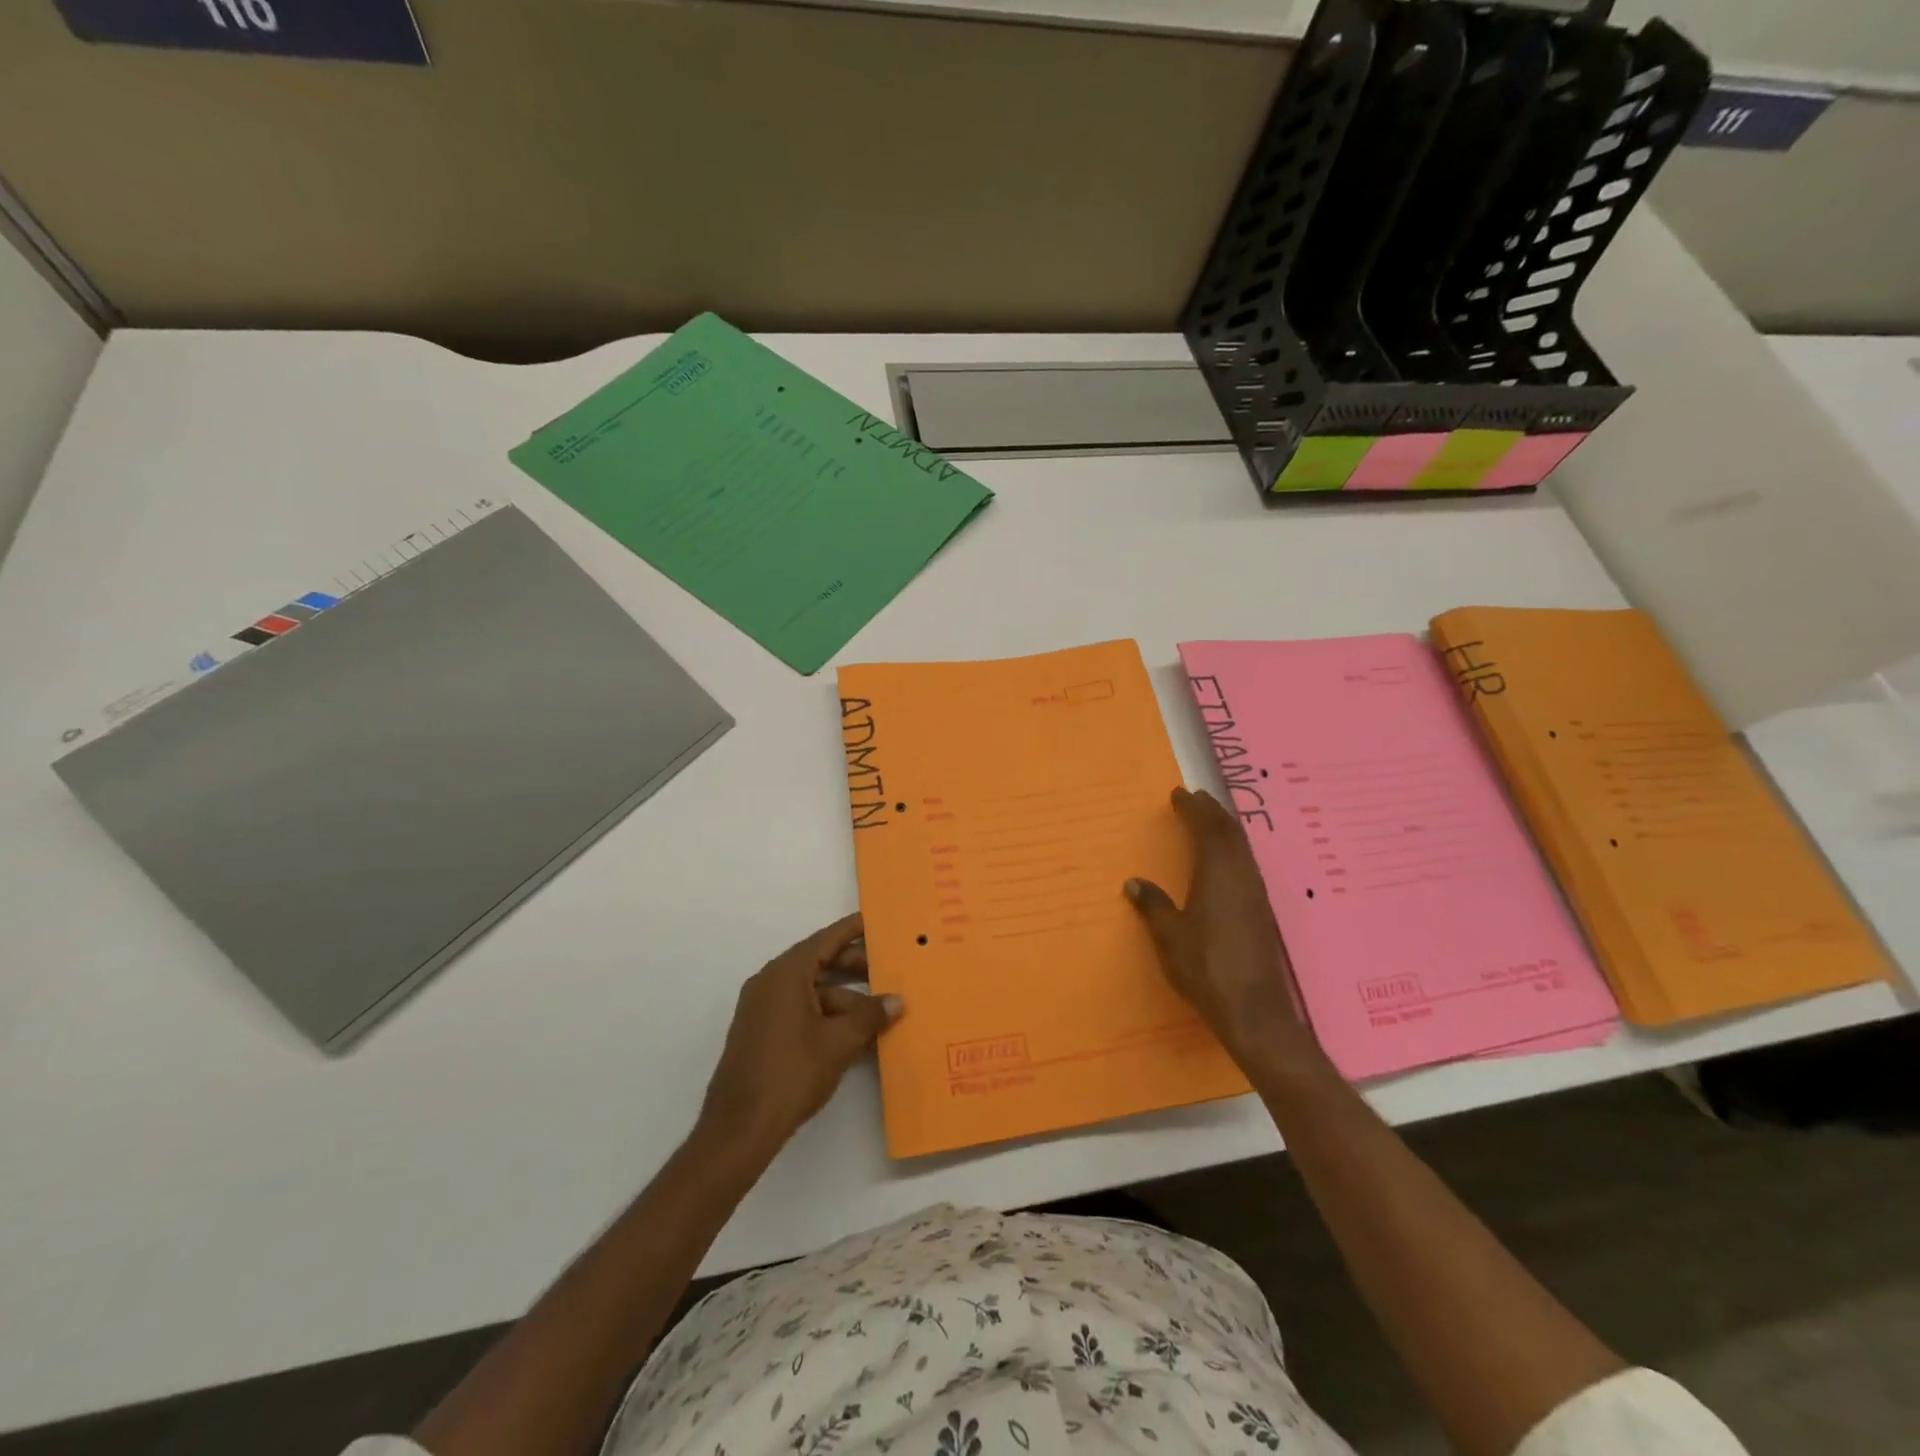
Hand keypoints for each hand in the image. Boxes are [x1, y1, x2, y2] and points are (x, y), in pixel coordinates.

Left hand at [699, 912, 901, 1157]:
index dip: (853, 930)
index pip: (826, 939)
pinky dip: (828, 1014)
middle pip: (820, 963)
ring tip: (881, 1009)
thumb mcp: (839, 1043)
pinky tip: (856, 1032)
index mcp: (786, 974)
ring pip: (812, 990)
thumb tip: (897, 1001)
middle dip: (855, 967)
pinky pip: (801, 1010)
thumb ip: (870, 1016)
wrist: (739, 1129)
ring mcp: (763, 1009)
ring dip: (846, 997)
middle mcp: (770, 983)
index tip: (877, 920)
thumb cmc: (791, 1074)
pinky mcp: (762, 1033)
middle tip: (890, 969)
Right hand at [1126, 788, 1326, 1079]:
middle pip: (1231, 832)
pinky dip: (1233, 850)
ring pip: (1243, 848)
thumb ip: (1153, 906)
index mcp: (1218, 874)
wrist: (1254, 1010)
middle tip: (1195, 799)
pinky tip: (1224, 862)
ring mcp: (1256, 894)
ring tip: (1209, 822)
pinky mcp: (1262, 911)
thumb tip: (1134, 883)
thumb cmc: (1206, 968)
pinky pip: (1247, 864)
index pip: (1208, 828)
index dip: (1194, 808)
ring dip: (1226, 829)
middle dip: (1213, 812)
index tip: (1178, 794)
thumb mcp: (1170, 936)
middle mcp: (1242, 876)